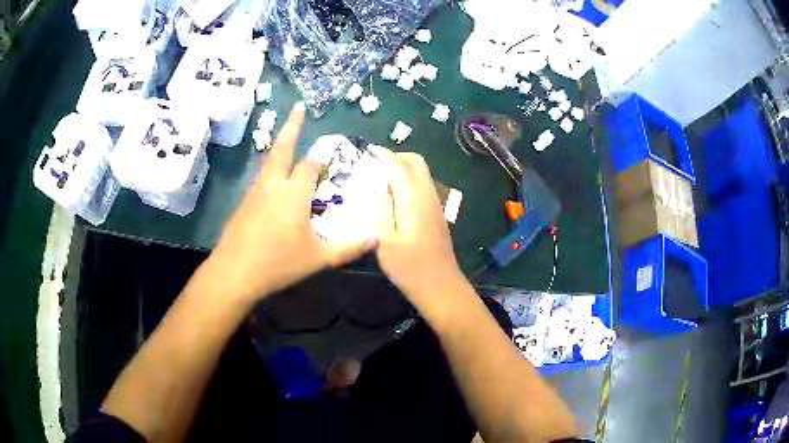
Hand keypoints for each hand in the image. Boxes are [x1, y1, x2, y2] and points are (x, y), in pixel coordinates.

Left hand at [205, 103, 375, 302]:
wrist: (234, 273)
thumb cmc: (277, 263)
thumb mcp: (317, 258)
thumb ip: (347, 248)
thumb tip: (375, 240)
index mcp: (293, 193)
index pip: (310, 165)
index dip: (322, 156)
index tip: (331, 149)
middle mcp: (272, 185)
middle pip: (282, 148)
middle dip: (291, 126)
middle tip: (298, 107)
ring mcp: (254, 193)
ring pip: (268, 162)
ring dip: (279, 147)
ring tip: (288, 140)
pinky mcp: (243, 204)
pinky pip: (261, 178)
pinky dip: (270, 170)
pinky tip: (274, 182)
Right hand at [368, 146, 467, 317]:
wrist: (440, 286)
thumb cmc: (409, 268)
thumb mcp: (385, 241)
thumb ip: (379, 209)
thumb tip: (374, 187)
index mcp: (413, 200)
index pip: (398, 166)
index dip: (383, 155)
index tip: (367, 149)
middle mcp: (427, 196)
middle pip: (416, 162)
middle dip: (396, 156)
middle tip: (374, 164)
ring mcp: (435, 205)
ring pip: (421, 173)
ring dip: (403, 168)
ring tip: (380, 177)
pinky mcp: (436, 214)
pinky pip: (423, 186)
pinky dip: (408, 180)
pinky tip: (394, 196)